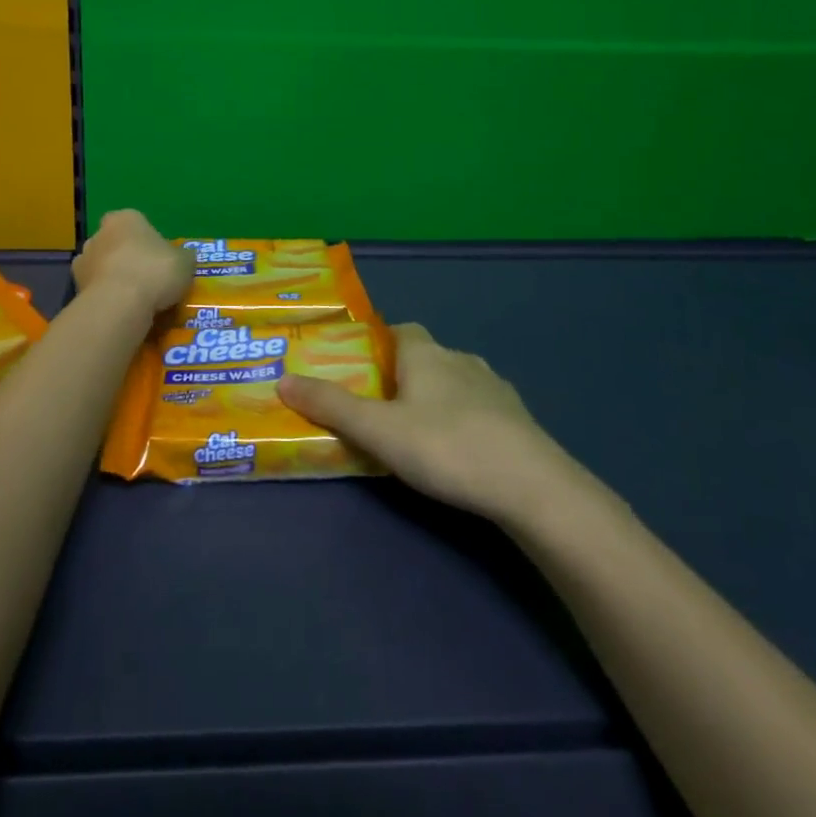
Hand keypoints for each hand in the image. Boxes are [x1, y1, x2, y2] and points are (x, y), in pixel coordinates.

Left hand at [71, 210, 193, 316]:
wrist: (120, 304)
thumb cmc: (155, 271)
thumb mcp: (184, 263)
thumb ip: (183, 258)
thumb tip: (185, 258)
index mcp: (125, 218)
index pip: (135, 222)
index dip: (147, 239)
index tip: (159, 258)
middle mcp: (99, 233)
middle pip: (115, 243)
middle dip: (127, 257)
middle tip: (147, 278)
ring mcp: (83, 260)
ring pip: (102, 266)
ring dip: (113, 277)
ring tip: (134, 299)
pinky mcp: (75, 287)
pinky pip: (96, 289)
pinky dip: (105, 296)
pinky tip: (121, 310)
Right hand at [277, 323, 604, 527]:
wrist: (532, 486)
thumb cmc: (446, 446)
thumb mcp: (378, 430)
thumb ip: (331, 406)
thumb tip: (282, 380)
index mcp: (426, 353)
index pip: (399, 330)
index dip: (378, 344)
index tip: (359, 368)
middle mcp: (460, 359)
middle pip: (424, 357)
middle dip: (402, 375)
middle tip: (379, 408)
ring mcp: (495, 388)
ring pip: (454, 382)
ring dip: (434, 398)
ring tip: (415, 433)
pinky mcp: (518, 419)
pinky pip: (480, 409)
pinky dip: (464, 420)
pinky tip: (457, 451)